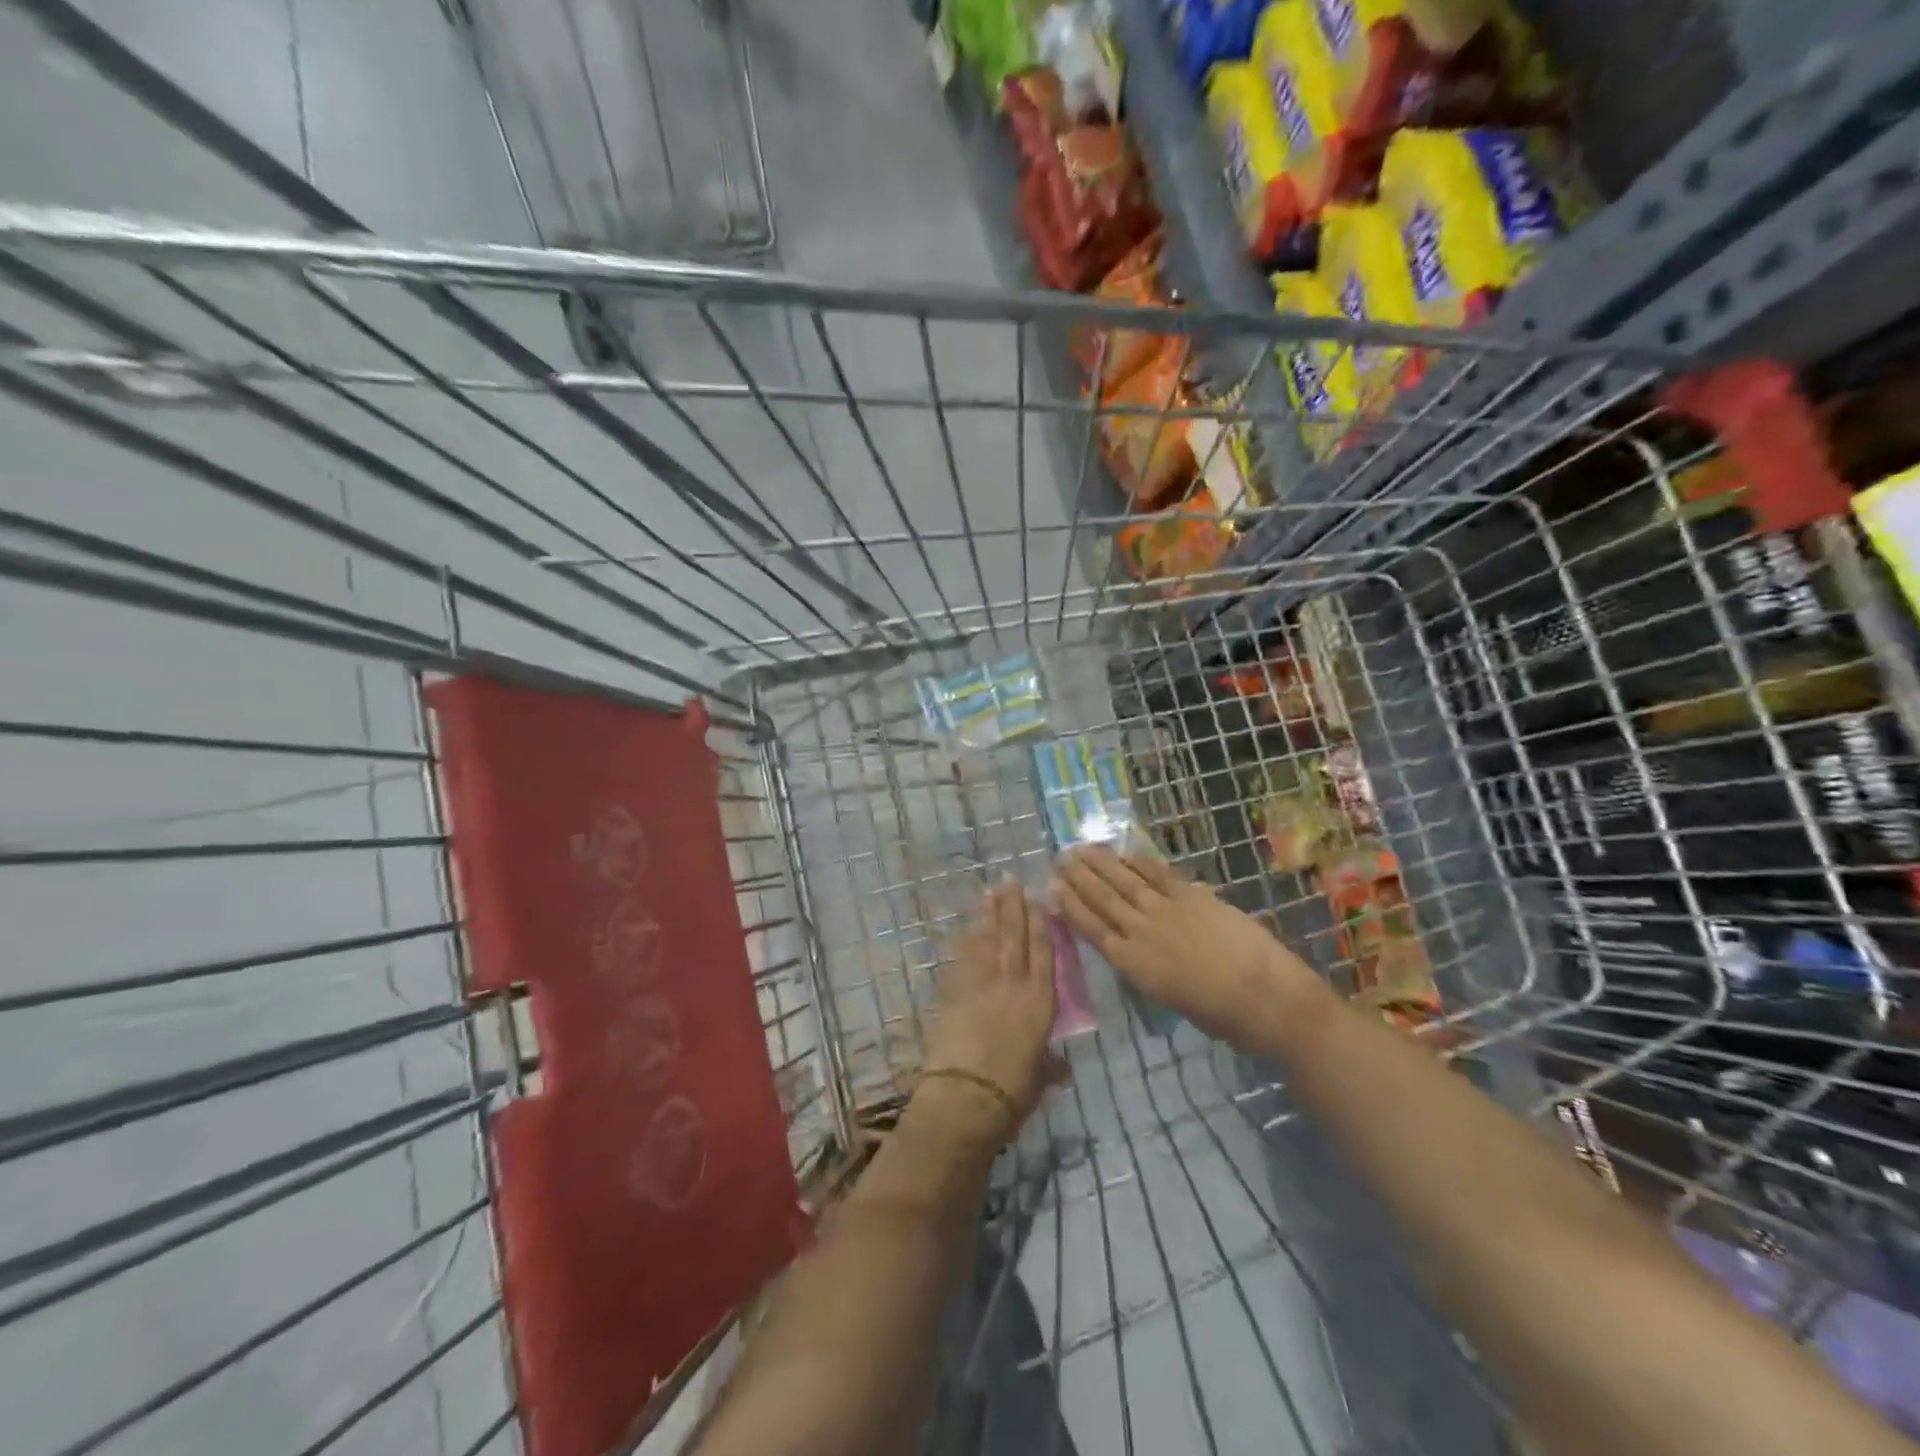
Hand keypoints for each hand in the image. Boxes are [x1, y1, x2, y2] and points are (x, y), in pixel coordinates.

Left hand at [923, 882, 1064, 1134]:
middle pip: (1014, 936)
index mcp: (1041, 1001)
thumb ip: (1049, 1066)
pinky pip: (963, 957)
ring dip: (988, 914)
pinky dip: (966, 940)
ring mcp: (981, 984)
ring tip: (990, 892)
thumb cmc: (1013, 1092)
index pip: (1042, 951)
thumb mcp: (1040, 1079)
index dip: (1040, 922)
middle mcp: (1013, 984)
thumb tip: (1059, 1068)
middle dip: (1012, 906)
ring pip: (987, 940)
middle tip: (1009, 879)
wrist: (966, 1096)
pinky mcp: (954, 991)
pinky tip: (967, 927)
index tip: (1036, 898)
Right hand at [1053, 847, 1324, 1044]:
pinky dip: (1138, 861)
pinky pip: (1158, 872)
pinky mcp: (1192, 895)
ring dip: (1101, 863)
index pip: (1091, 928)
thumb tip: (1134, 950)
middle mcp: (1140, 932)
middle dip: (1078, 877)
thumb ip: (1146, 969)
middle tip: (1060, 859)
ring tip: (1082, 848)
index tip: (1053, 887)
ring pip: (1124, 880)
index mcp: (1132, 965)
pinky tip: (1125, 853)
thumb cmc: (1220, 1016)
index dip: (1070, 906)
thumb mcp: (1169, 999)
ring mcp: (1166, 909)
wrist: (1265, 998)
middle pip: (1102, 898)